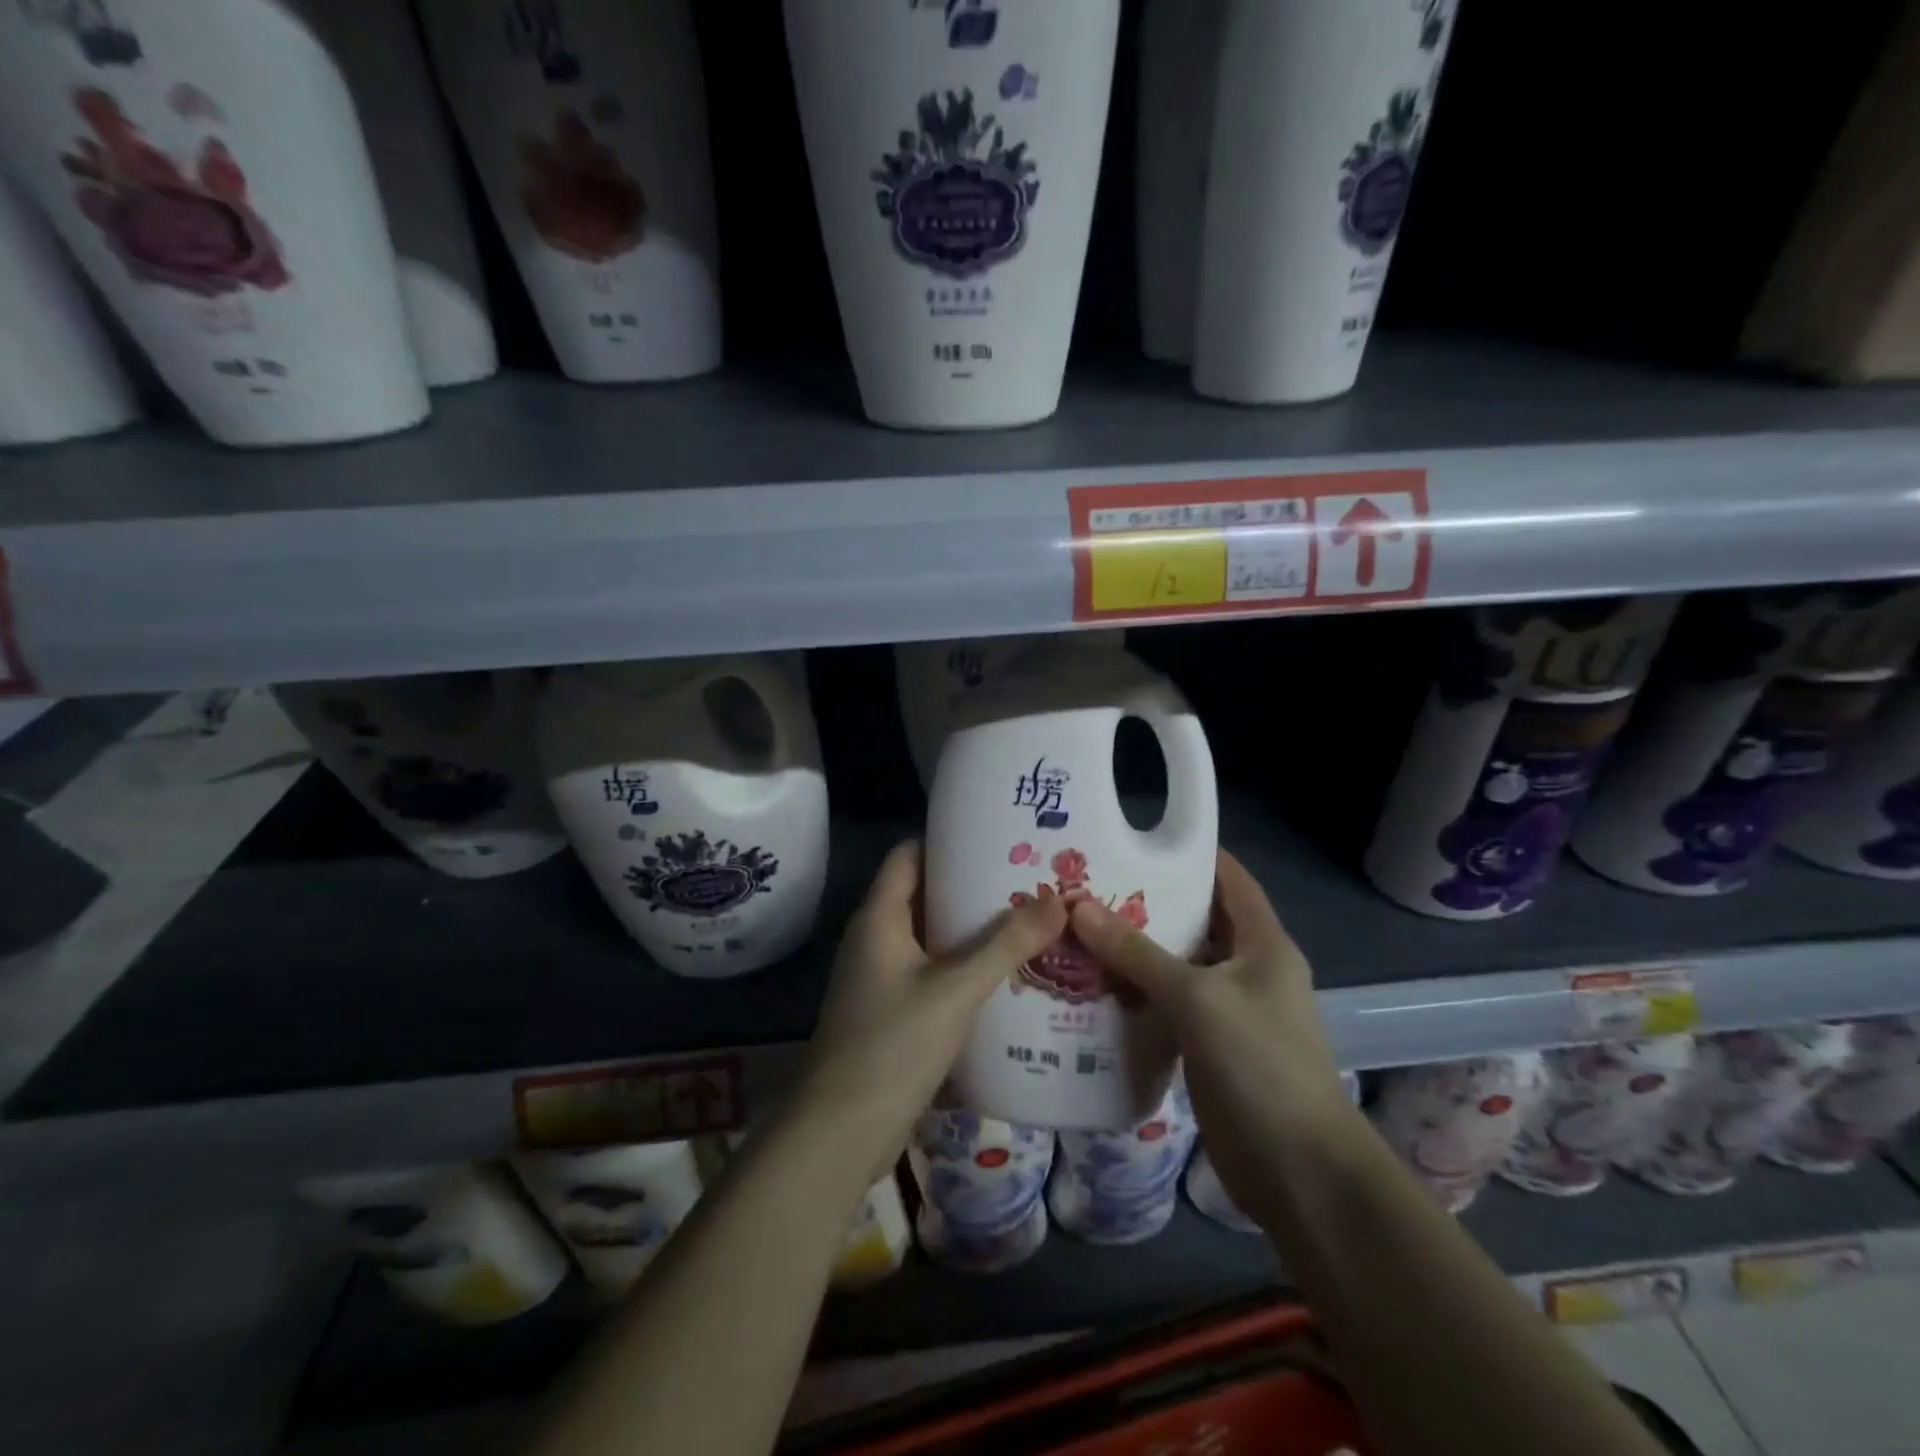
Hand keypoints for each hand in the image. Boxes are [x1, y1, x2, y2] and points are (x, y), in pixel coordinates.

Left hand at [794, 841, 1067, 1179]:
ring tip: (1028, 919)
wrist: (841, 1131)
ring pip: (932, 936)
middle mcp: (876, 938)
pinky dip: (964, 966)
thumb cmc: (892, 1044)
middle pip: (925, 894)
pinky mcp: (892, 1010)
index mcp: (879, 917)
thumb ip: (1006, 945)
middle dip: (972, 886)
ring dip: (973, 929)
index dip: (948, 840)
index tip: (997, 836)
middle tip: (1028, 878)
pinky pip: (932, 972)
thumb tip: (1058, 901)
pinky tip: (1006, 973)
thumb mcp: (955, 989)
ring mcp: (882, 976)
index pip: (909, 855)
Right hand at [1068, 851, 1354, 1206]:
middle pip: (1196, 921)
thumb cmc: (1260, 1067)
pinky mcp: (1209, 1047)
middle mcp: (1248, 969)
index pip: (1229, 879)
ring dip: (1135, 951)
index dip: (1190, 855)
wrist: (1299, 1173)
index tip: (1134, 840)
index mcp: (1263, 944)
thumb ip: (1138, 953)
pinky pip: (1168, 1006)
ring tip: (1079, 929)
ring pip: (1177, 966)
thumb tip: (1079, 906)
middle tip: (1088, 885)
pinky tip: (1093, 988)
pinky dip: (1137, 994)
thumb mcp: (1198, 998)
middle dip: (1147, 904)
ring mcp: (1229, 1011)